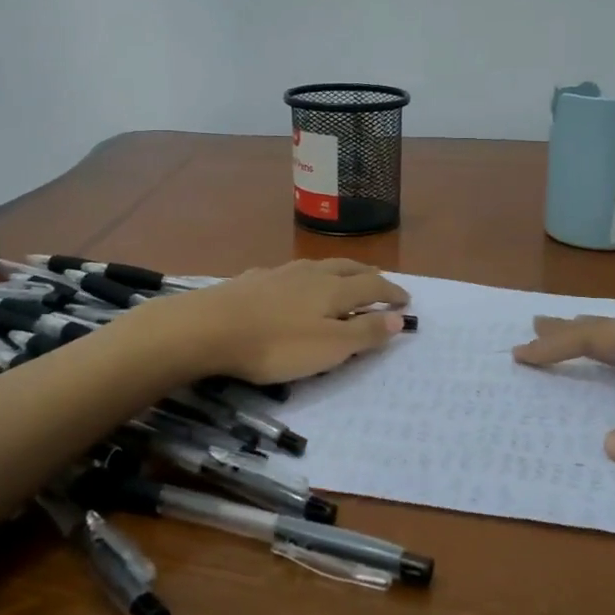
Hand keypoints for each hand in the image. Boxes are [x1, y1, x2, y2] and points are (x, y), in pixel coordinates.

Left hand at [134, 258, 408, 384]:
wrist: (207, 327)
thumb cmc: (276, 344)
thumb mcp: (328, 348)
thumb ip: (364, 332)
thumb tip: (398, 318)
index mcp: (334, 290)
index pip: (373, 286)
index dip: (392, 293)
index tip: (406, 301)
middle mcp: (311, 274)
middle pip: (348, 268)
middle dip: (369, 276)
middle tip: (381, 283)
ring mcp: (279, 274)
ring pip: (318, 266)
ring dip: (339, 272)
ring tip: (344, 279)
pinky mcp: (252, 280)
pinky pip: (289, 274)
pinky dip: (305, 279)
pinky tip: (293, 285)